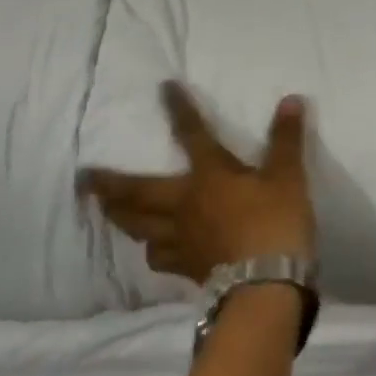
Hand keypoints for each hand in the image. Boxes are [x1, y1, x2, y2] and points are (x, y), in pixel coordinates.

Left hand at [84, 83, 315, 282]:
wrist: (266, 287)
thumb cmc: (275, 223)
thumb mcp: (288, 175)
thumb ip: (286, 138)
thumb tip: (291, 99)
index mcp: (208, 176)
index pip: (191, 134)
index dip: (178, 109)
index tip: (163, 88)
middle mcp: (185, 205)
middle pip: (138, 193)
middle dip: (110, 184)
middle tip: (84, 178)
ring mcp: (182, 240)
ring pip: (139, 227)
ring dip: (120, 217)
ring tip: (106, 211)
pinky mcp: (188, 269)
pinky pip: (159, 259)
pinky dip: (151, 251)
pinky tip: (152, 251)